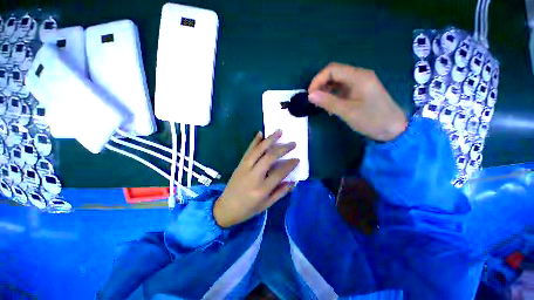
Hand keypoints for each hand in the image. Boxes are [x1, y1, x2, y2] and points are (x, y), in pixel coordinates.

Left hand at [214, 131, 298, 227]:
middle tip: (292, 144)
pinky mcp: (240, 164)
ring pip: (259, 150)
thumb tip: (293, 181)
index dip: (290, 165)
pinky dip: (255, 141)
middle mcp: (254, 176)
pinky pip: (248, 150)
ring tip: (279, 131)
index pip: (279, 173)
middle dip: (283, 149)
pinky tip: (260, 133)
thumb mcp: (266, 205)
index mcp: (262, 189)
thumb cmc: (248, 209)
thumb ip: (280, 192)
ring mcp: (245, 168)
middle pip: (270, 157)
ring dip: (270, 139)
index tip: (297, 159)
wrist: (225, 208)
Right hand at [308, 63, 407, 141]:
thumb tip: (310, 95)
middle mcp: (359, 76)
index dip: (317, 80)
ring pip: (337, 82)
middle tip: (314, 101)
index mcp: (358, 76)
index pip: (332, 69)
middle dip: (321, 86)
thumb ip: (328, 101)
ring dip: (326, 91)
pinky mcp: (360, 92)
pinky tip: (331, 107)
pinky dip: (333, 96)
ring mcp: (360, 84)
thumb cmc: (372, 119)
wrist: (394, 129)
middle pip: (334, 74)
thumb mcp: (347, 111)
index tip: (310, 94)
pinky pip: (342, 90)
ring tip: (321, 105)